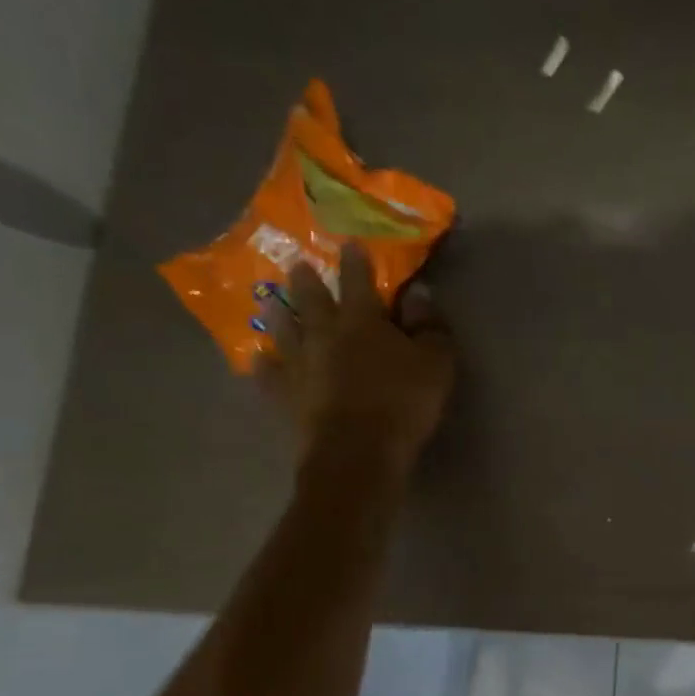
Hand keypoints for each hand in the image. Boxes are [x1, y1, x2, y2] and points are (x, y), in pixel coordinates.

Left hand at [259, 244, 454, 478]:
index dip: (355, 262)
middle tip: (297, 264)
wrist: (357, 451)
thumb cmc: (403, 402)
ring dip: (278, 315)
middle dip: (306, 280)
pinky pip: (269, 375)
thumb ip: (429, 326)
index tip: (350, 244)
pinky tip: (259, 360)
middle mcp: (324, 333)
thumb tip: (419, 294)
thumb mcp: (436, 362)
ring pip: (284, 330)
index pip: (358, 281)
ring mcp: (299, 363)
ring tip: (270, 302)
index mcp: (362, 320)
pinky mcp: (285, 395)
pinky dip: (264, 365)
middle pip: (312, 300)